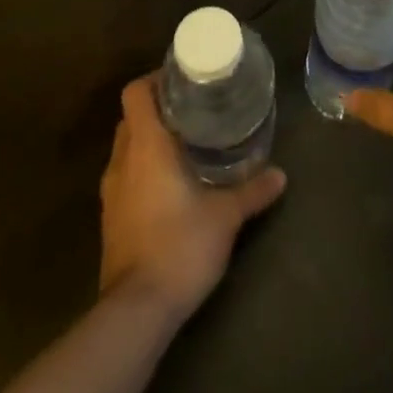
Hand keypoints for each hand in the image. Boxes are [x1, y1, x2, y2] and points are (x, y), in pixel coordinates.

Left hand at [98, 77, 285, 320]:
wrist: (136, 312)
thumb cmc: (180, 246)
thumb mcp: (226, 216)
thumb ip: (253, 190)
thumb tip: (281, 174)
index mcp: (146, 146)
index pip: (135, 93)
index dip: (154, 80)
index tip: (182, 81)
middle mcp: (122, 162)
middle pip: (130, 118)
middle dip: (158, 110)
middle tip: (193, 110)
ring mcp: (112, 193)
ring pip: (126, 149)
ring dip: (149, 141)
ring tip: (186, 143)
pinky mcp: (111, 220)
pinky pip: (125, 178)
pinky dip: (143, 170)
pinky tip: (172, 184)